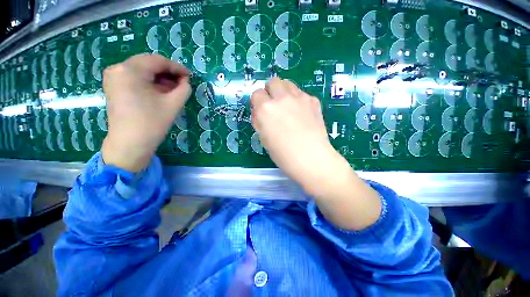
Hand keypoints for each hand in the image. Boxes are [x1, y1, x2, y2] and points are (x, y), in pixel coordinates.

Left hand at [101, 54, 190, 171]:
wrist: (130, 144)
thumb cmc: (152, 123)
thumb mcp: (173, 104)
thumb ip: (184, 89)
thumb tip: (186, 81)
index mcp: (130, 70)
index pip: (158, 61)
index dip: (177, 67)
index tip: (190, 76)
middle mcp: (118, 69)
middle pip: (148, 64)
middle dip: (168, 72)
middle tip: (183, 83)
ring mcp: (113, 78)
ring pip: (142, 71)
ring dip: (159, 78)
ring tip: (174, 89)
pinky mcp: (113, 87)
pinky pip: (134, 78)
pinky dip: (149, 83)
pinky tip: (160, 92)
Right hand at [251, 78, 380, 229]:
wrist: (311, 158)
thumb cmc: (283, 154)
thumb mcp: (264, 138)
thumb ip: (260, 121)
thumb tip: (260, 113)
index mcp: (265, 109)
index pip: (256, 94)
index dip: (257, 103)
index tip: (261, 111)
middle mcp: (282, 98)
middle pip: (273, 82)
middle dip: (271, 92)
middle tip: (274, 106)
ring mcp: (300, 97)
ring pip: (288, 84)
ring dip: (284, 92)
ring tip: (287, 108)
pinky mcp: (313, 100)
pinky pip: (301, 93)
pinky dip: (298, 99)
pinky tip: (301, 113)